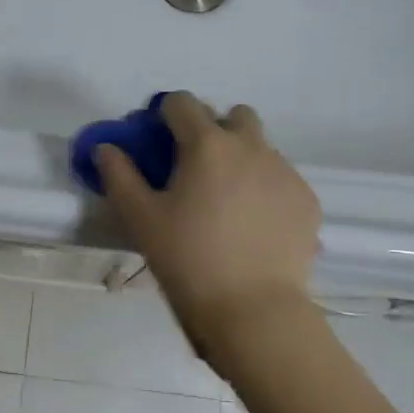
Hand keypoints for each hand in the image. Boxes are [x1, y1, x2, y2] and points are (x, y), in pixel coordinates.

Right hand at [95, 93, 319, 368]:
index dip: (165, 115)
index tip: (157, 140)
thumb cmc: (188, 260)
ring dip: (241, 159)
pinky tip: (253, 225)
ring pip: (261, 148)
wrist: (253, 309)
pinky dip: (264, 188)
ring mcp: (285, 172)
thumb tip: (106, 148)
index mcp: (207, 144)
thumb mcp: (141, 219)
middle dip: (212, 130)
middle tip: (195, 169)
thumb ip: (119, 175)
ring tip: (226, 202)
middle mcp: (251, 146)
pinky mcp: (307, 200)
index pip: (182, 103)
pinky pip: (281, 179)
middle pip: (232, 116)